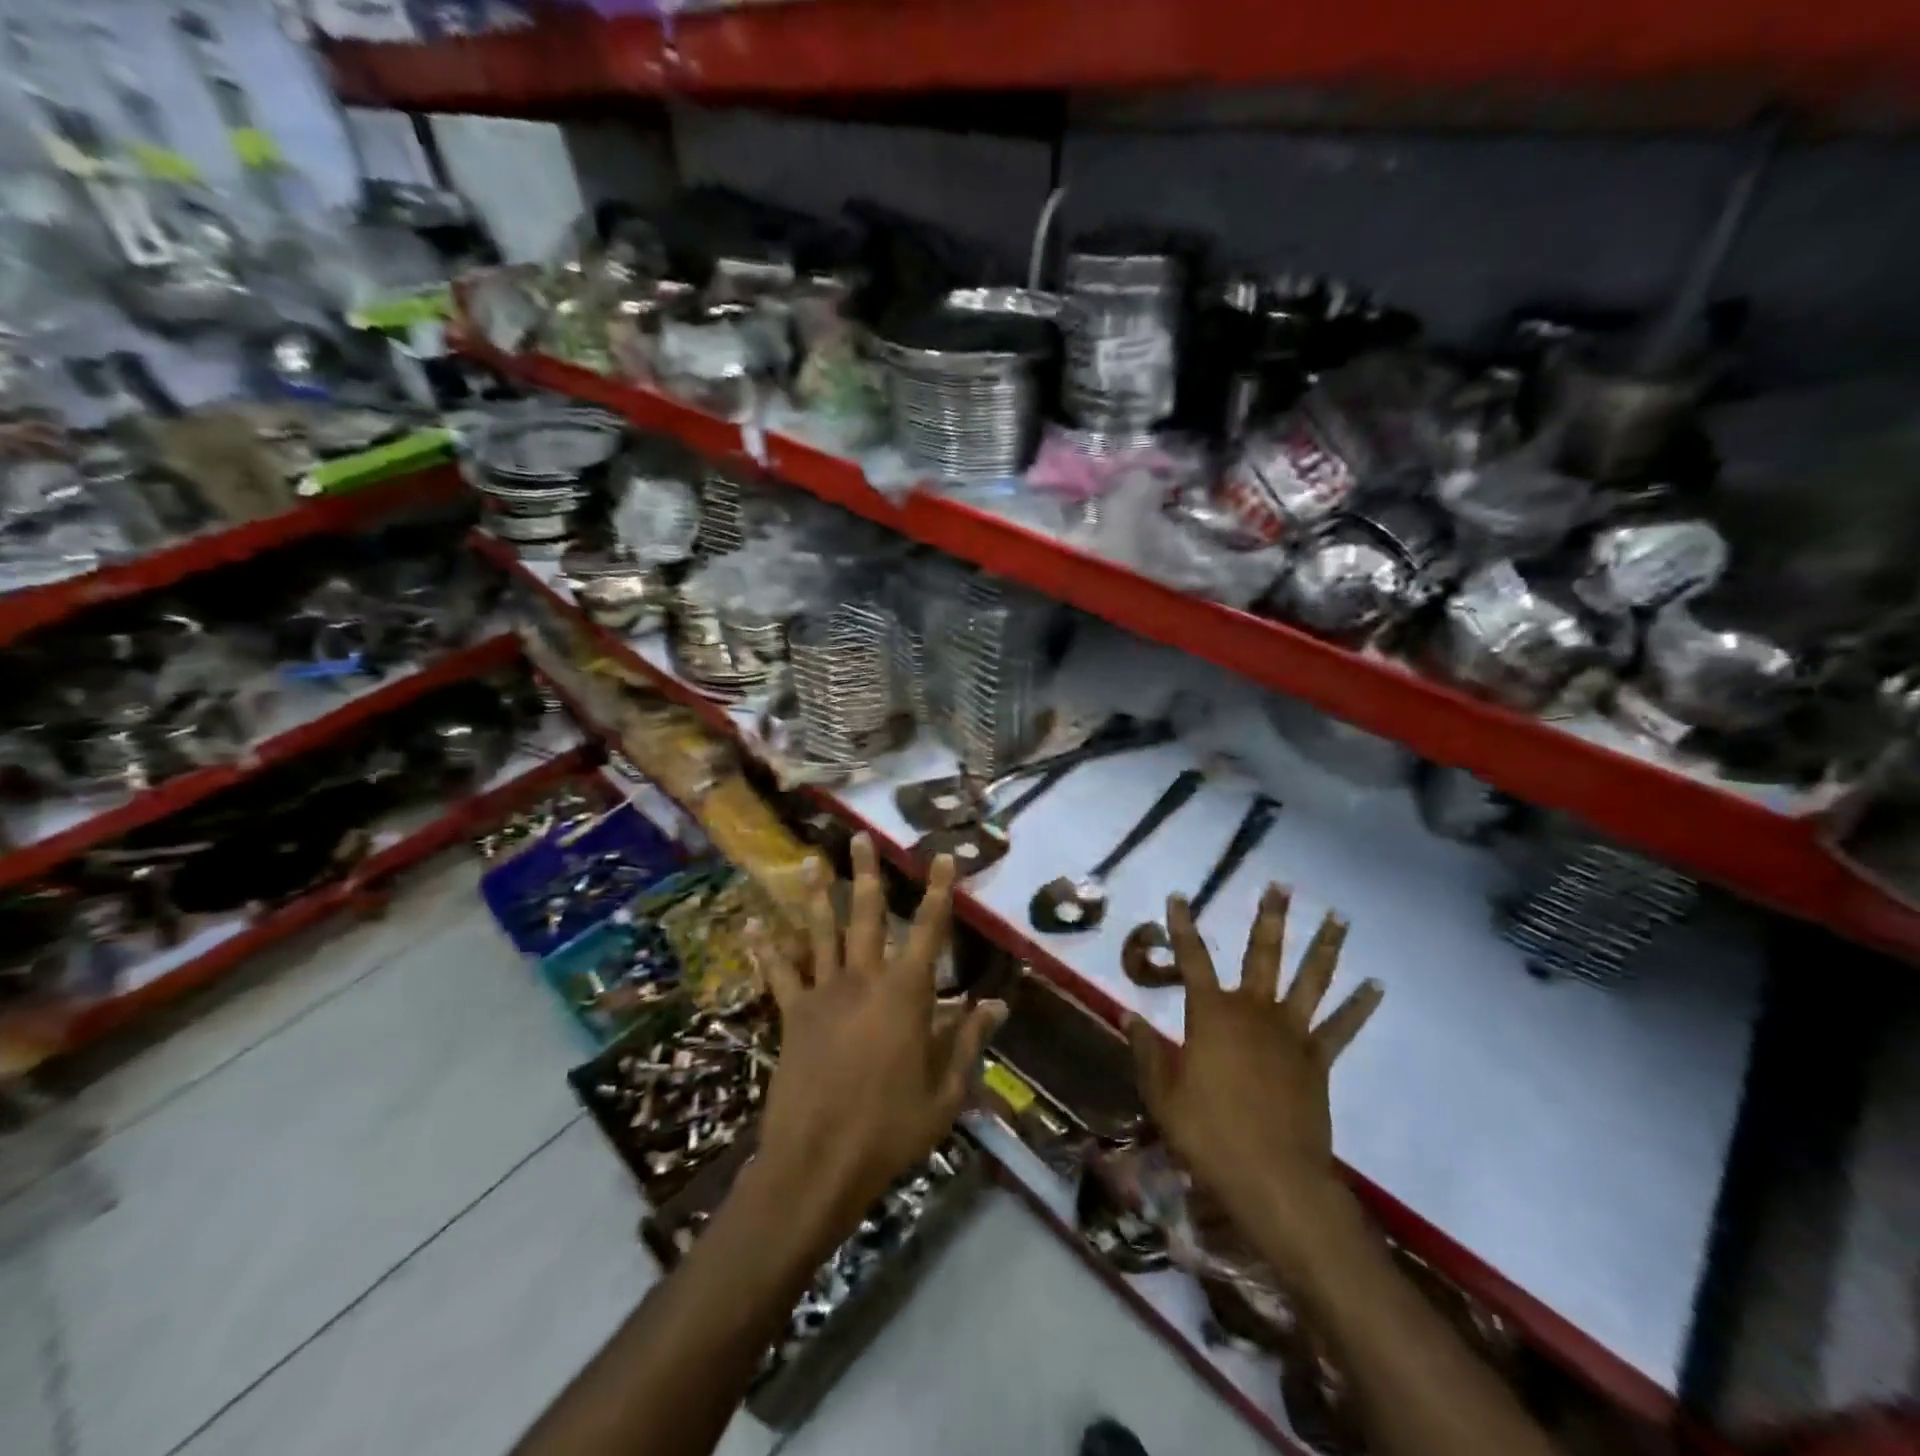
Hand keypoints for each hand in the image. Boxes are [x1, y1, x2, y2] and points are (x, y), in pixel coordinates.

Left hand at [749, 835, 1004, 1235]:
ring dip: (815, 895)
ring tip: (808, 861)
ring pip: (820, 933)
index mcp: (905, 995)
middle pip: (866, 915)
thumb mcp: (945, 1094)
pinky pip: (779, 974)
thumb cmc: (889, 1130)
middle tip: (861, 837)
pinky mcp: (792, 1015)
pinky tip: (751, 926)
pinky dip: (765, 949)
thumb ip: (969, 1043)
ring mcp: (823, 994)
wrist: (817, 1164)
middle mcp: (863, 981)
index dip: (938, 891)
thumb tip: (997, 1005)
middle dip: (866, 873)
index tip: (941, 857)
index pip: (928, 931)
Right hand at [1128, 884, 1382, 1284]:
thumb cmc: (1208, 1134)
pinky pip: (1341, 1026)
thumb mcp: (1162, 1093)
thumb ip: (1147, 1050)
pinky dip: (1359, 1005)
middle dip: (1270, 918)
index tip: (1180, 897)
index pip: (1192, 959)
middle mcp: (1253, 1011)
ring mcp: (1291, 1033)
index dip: (1183, 926)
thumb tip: (1129, 1016)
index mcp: (1211, 1014)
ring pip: (1310, 979)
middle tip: (1280, 886)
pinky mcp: (1318, 1059)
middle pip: (1262, 954)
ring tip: (1338, 917)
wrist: (1274, 1179)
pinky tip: (1375, 985)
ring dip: (1324, 946)